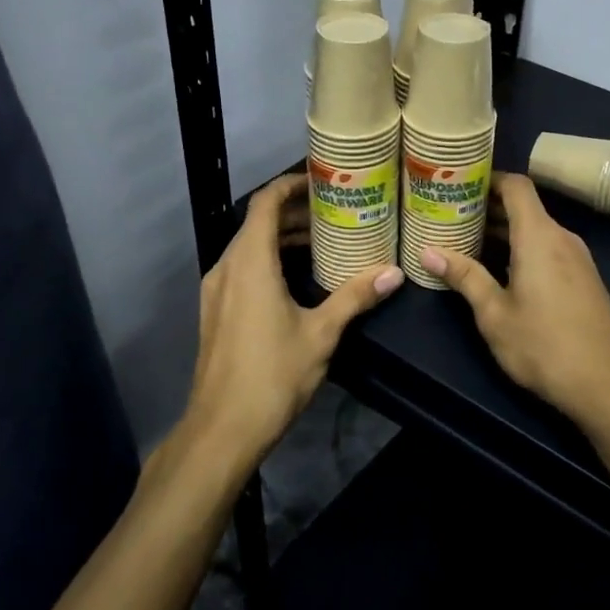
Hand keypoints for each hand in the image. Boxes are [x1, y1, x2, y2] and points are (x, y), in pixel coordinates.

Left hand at [186, 174, 402, 462]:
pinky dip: (269, 261)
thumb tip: (394, 272)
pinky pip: (242, 269)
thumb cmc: (273, 374)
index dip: (291, 185)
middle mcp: (226, 267)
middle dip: (294, 213)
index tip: (322, 180)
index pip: (265, 203)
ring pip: (249, 248)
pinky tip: (298, 278)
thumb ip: (355, 297)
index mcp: (249, 263)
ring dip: (282, 239)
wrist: (222, 428)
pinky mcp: (215, 311)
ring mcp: (216, 291)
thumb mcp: (322, 333)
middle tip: (335, 212)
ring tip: (323, 241)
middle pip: (257, 223)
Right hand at [421, 174, 609, 434]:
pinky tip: (499, 270)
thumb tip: (428, 252)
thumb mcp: (495, 315)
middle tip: (450, 215)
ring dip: (503, 232)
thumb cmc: (544, 346)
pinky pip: (548, 249)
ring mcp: (578, 258)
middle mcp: (562, 238)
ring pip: (536, 230)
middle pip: (525, 207)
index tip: (457, 184)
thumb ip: (465, 277)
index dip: (488, 178)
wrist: (609, 385)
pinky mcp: (584, 279)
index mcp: (539, 236)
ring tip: (466, 242)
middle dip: (488, 208)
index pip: (517, 186)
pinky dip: (522, 249)